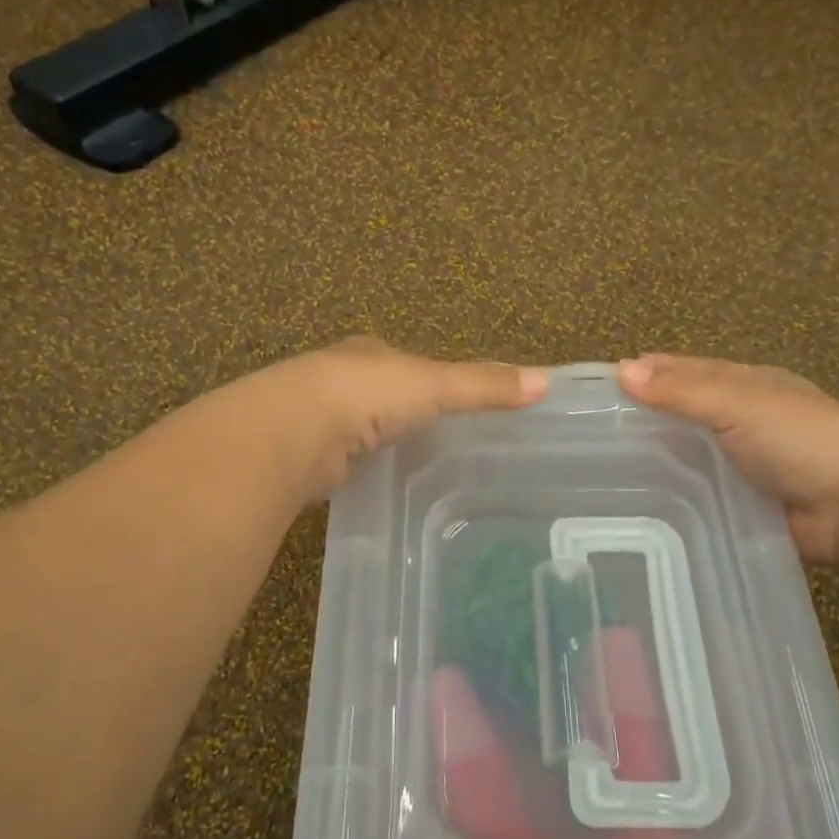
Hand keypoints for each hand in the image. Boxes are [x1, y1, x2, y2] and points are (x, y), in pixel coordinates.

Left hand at [253, 338, 548, 496]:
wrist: (292, 432)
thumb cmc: (365, 394)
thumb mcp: (434, 385)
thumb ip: (483, 385)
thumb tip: (547, 381)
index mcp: (369, 354)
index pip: (406, 362)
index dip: (430, 376)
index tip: (453, 397)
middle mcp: (340, 380)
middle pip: (381, 394)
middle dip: (402, 411)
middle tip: (438, 438)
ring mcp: (319, 419)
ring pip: (360, 429)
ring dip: (379, 441)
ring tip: (414, 465)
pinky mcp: (308, 456)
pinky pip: (346, 461)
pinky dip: (361, 469)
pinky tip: (377, 484)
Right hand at [617, 354, 838, 565]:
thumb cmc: (799, 439)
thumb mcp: (738, 404)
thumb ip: (681, 391)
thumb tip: (621, 370)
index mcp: (750, 385)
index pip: (690, 372)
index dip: (652, 372)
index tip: (606, 382)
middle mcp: (747, 420)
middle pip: (689, 412)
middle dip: (650, 416)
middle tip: (596, 430)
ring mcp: (747, 463)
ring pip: (693, 454)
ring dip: (660, 458)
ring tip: (607, 469)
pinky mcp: (745, 502)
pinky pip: (702, 492)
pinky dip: (676, 493)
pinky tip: (641, 501)